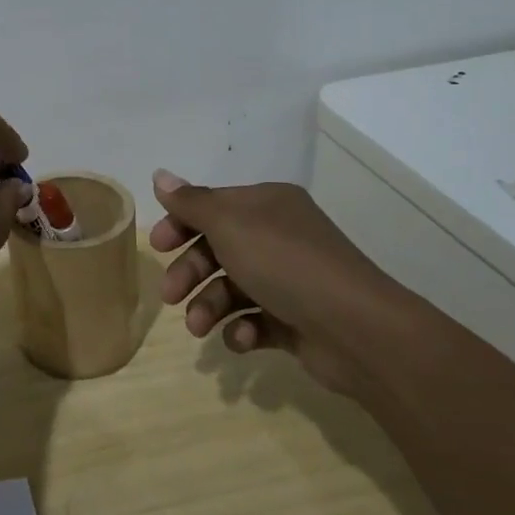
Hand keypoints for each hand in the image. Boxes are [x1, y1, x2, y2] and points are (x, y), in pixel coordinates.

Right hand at [148, 169, 402, 395]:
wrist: (357, 329)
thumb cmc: (286, 264)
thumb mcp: (230, 225)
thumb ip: (191, 203)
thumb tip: (160, 175)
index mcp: (267, 205)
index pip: (213, 206)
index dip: (181, 223)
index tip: (157, 246)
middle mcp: (279, 236)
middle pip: (218, 248)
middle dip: (190, 272)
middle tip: (169, 295)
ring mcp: (289, 280)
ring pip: (232, 288)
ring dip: (209, 306)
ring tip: (199, 327)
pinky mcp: (296, 320)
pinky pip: (256, 320)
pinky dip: (242, 329)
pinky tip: (242, 338)